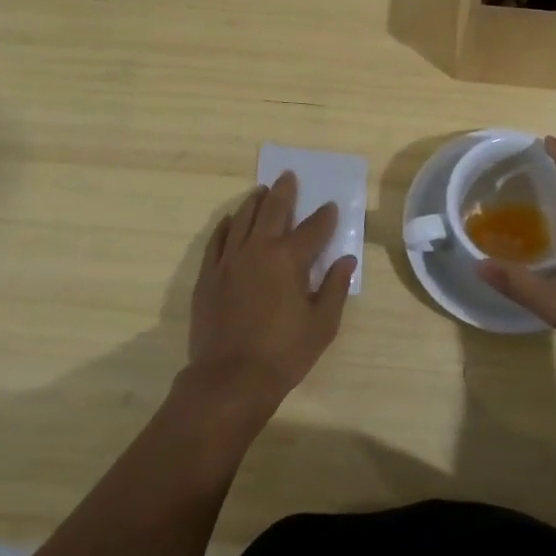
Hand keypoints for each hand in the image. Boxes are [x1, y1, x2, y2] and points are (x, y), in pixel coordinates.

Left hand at [184, 171, 355, 411]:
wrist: (230, 378)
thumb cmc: (284, 353)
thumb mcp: (322, 325)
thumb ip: (335, 288)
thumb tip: (346, 260)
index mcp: (289, 260)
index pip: (313, 229)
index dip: (325, 217)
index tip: (330, 207)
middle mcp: (258, 250)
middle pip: (273, 210)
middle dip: (284, 192)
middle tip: (288, 177)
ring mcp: (229, 260)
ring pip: (243, 219)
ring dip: (254, 202)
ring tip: (261, 191)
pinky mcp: (208, 275)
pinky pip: (217, 240)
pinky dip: (227, 226)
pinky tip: (231, 220)